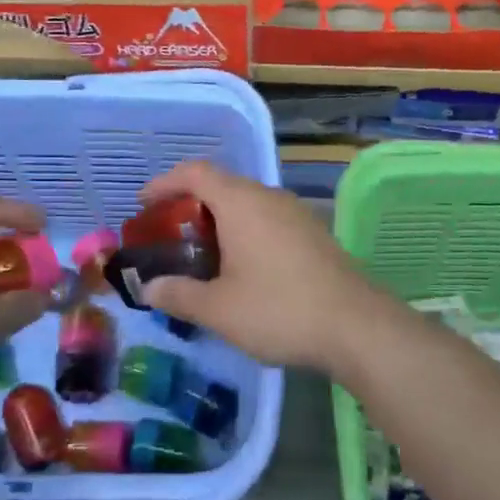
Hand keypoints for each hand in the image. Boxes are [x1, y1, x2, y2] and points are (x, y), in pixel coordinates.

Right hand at [136, 161, 396, 376]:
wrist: (356, 327)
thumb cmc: (279, 309)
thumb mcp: (218, 309)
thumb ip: (178, 295)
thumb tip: (147, 289)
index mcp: (241, 203)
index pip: (195, 172)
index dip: (165, 183)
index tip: (144, 205)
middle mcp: (268, 197)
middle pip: (221, 185)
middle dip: (189, 205)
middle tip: (168, 235)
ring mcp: (295, 214)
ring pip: (246, 204)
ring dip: (218, 221)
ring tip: (200, 254)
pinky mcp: (312, 234)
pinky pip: (266, 220)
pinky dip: (243, 232)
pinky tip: (241, 268)